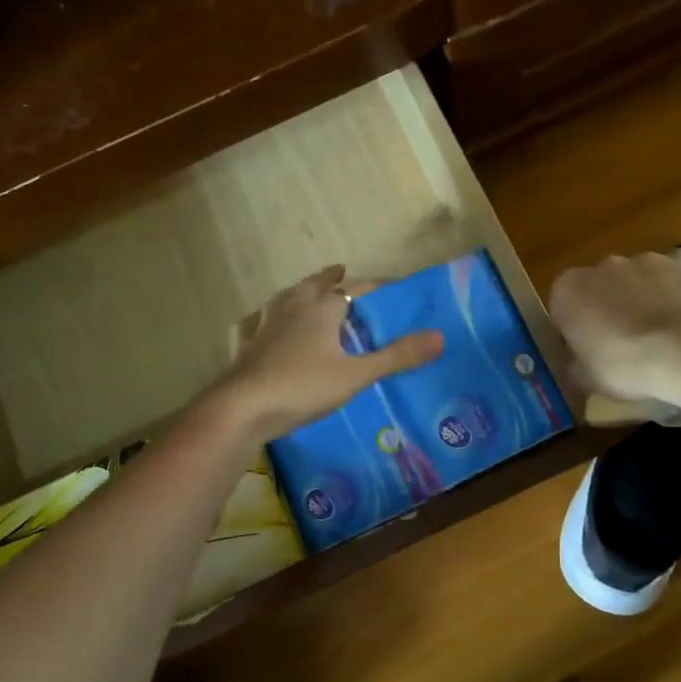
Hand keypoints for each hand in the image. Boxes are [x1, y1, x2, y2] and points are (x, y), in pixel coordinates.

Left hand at [212, 265, 443, 441]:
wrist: (241, 409)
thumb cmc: (302, 387)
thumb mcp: (356, 375)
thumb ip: (396, 356)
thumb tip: (440, 337)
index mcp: (321, 309)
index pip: (356, 288)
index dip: (376, 286)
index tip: (393, 285)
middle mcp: (293, 308)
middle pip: (315, 285)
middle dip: (330, 278)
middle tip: (341, 272)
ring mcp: (266, 325)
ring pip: (285, 298)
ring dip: (300, 291)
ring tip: (306, 290)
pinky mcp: (247, 345)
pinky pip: (256, 322)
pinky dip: (264, 317)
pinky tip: (259, 321)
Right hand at [549, 252, 680, 403]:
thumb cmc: (624, 365)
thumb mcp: (586, 379)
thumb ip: (575, 363)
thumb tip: (578, 362)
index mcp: (568, 290)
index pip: (561, 307)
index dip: (573, 330)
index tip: (586, 352)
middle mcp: (602, 266)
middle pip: (599, 288)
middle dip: (607, 310)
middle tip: (621, 346)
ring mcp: (645, 261)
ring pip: (636, 282)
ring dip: (640, 301)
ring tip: (658, 338)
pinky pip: (670, 283)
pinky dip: (672, 299)